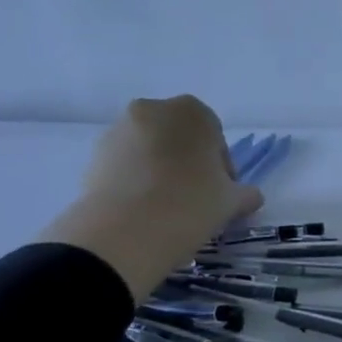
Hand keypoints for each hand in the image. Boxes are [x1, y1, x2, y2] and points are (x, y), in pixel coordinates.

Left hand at [41, 96, 260, 300]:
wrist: (126, 230)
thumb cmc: (192, 202)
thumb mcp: (233, 201)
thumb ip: (245, 194)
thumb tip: (249, 196)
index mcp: (192, 111)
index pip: (215, 136)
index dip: (221, 167)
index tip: (221, 192)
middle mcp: (152, 111)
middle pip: (179, 138)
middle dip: (188, 163)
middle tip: (196, 198)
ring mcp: (117, 132)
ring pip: (150, 151)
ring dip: (160, 171)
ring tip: (167, 208)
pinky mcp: (92, 157)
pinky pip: (125, 166)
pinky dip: (135, 182)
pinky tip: (144, 211)